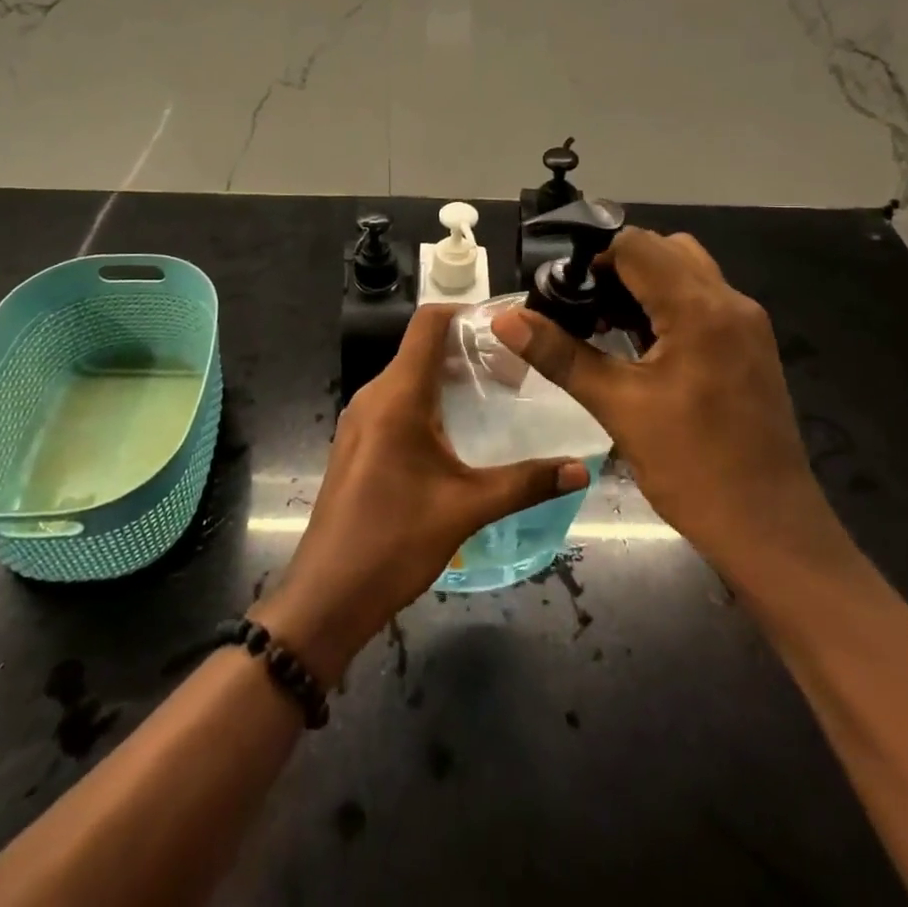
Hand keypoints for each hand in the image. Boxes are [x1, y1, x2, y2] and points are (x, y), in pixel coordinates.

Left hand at [251, 305, 588, 687]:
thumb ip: (526, 482)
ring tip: (494, 397)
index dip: (467, 312)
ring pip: (409, 375)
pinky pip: (396, 400)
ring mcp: (360, 418)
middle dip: (468, 350)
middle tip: (514, 371)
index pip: (428, 322)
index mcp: (397, 395)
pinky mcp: (357, 440)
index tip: (508, 328)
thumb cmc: (395, 542)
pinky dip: (429, 400)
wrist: (328, 594)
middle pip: (422, 347)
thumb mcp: (467, 508)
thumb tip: (579, 469)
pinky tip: (458, 432)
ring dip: (449, 376)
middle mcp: (374, 394)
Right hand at [490, 229, 851, 590]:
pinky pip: (703, 300)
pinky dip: (668, 305)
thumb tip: (504, 318)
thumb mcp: (617, 406)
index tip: (562, 290)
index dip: (593, 257)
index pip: (637, 245)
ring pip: (687, 272)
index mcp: (700, 309)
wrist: (770, 530)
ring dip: (644, 285)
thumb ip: (559, 354)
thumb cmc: (692, 467)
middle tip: (580, 305)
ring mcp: (747, 324)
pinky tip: (639, 345)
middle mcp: (731, 302)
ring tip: (603, 322)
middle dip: (617, 266)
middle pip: (665, 250)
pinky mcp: (751, 346)